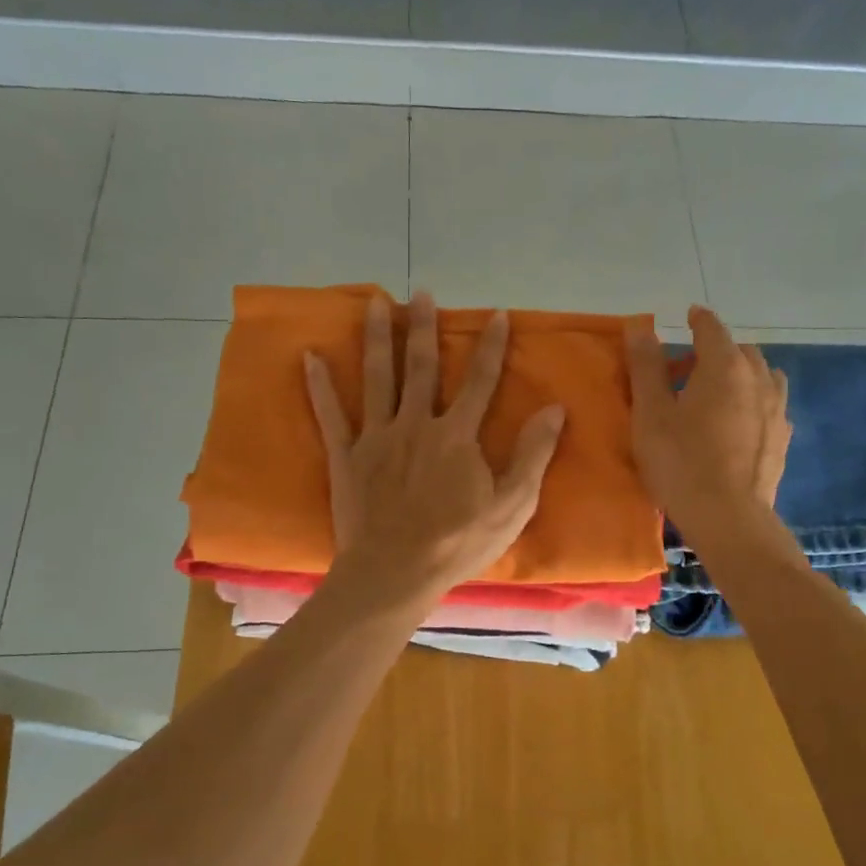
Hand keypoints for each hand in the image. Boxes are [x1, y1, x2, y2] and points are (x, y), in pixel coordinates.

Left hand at [304, 291, 565, 606]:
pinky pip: (331, 415)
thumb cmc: (457, 543)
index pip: (480, 381)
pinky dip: (320, 385)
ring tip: (375, 303)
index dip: (490, 347)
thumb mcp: (512, 505)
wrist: (395, 573)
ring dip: (377, 338)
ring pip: (377, 378)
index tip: (496, 314)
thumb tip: (555, 409)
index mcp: (457, 435)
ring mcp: (377, 438)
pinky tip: (310, 356)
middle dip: (424, 327)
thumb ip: (533, 454)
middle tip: (422, 292)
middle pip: (421, 367)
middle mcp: (416, 424)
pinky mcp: (346, 457)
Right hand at [624, 305, 789, 539]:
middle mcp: (758, 379)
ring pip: (762, 375)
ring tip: (718, 394)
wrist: (728, 517)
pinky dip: (754, 401)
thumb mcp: (650, 413)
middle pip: (740, 350)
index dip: (697, 320)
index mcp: (724, 366)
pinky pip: (770, 405)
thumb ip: (646, 366)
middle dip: (716, 351)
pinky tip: (739, 423)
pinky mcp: (783, 438)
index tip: (688, 316)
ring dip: (741, 374)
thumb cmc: (680, 462)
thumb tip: (640, 326)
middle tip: (687, 369)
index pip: (712, 328)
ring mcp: (776, 409)